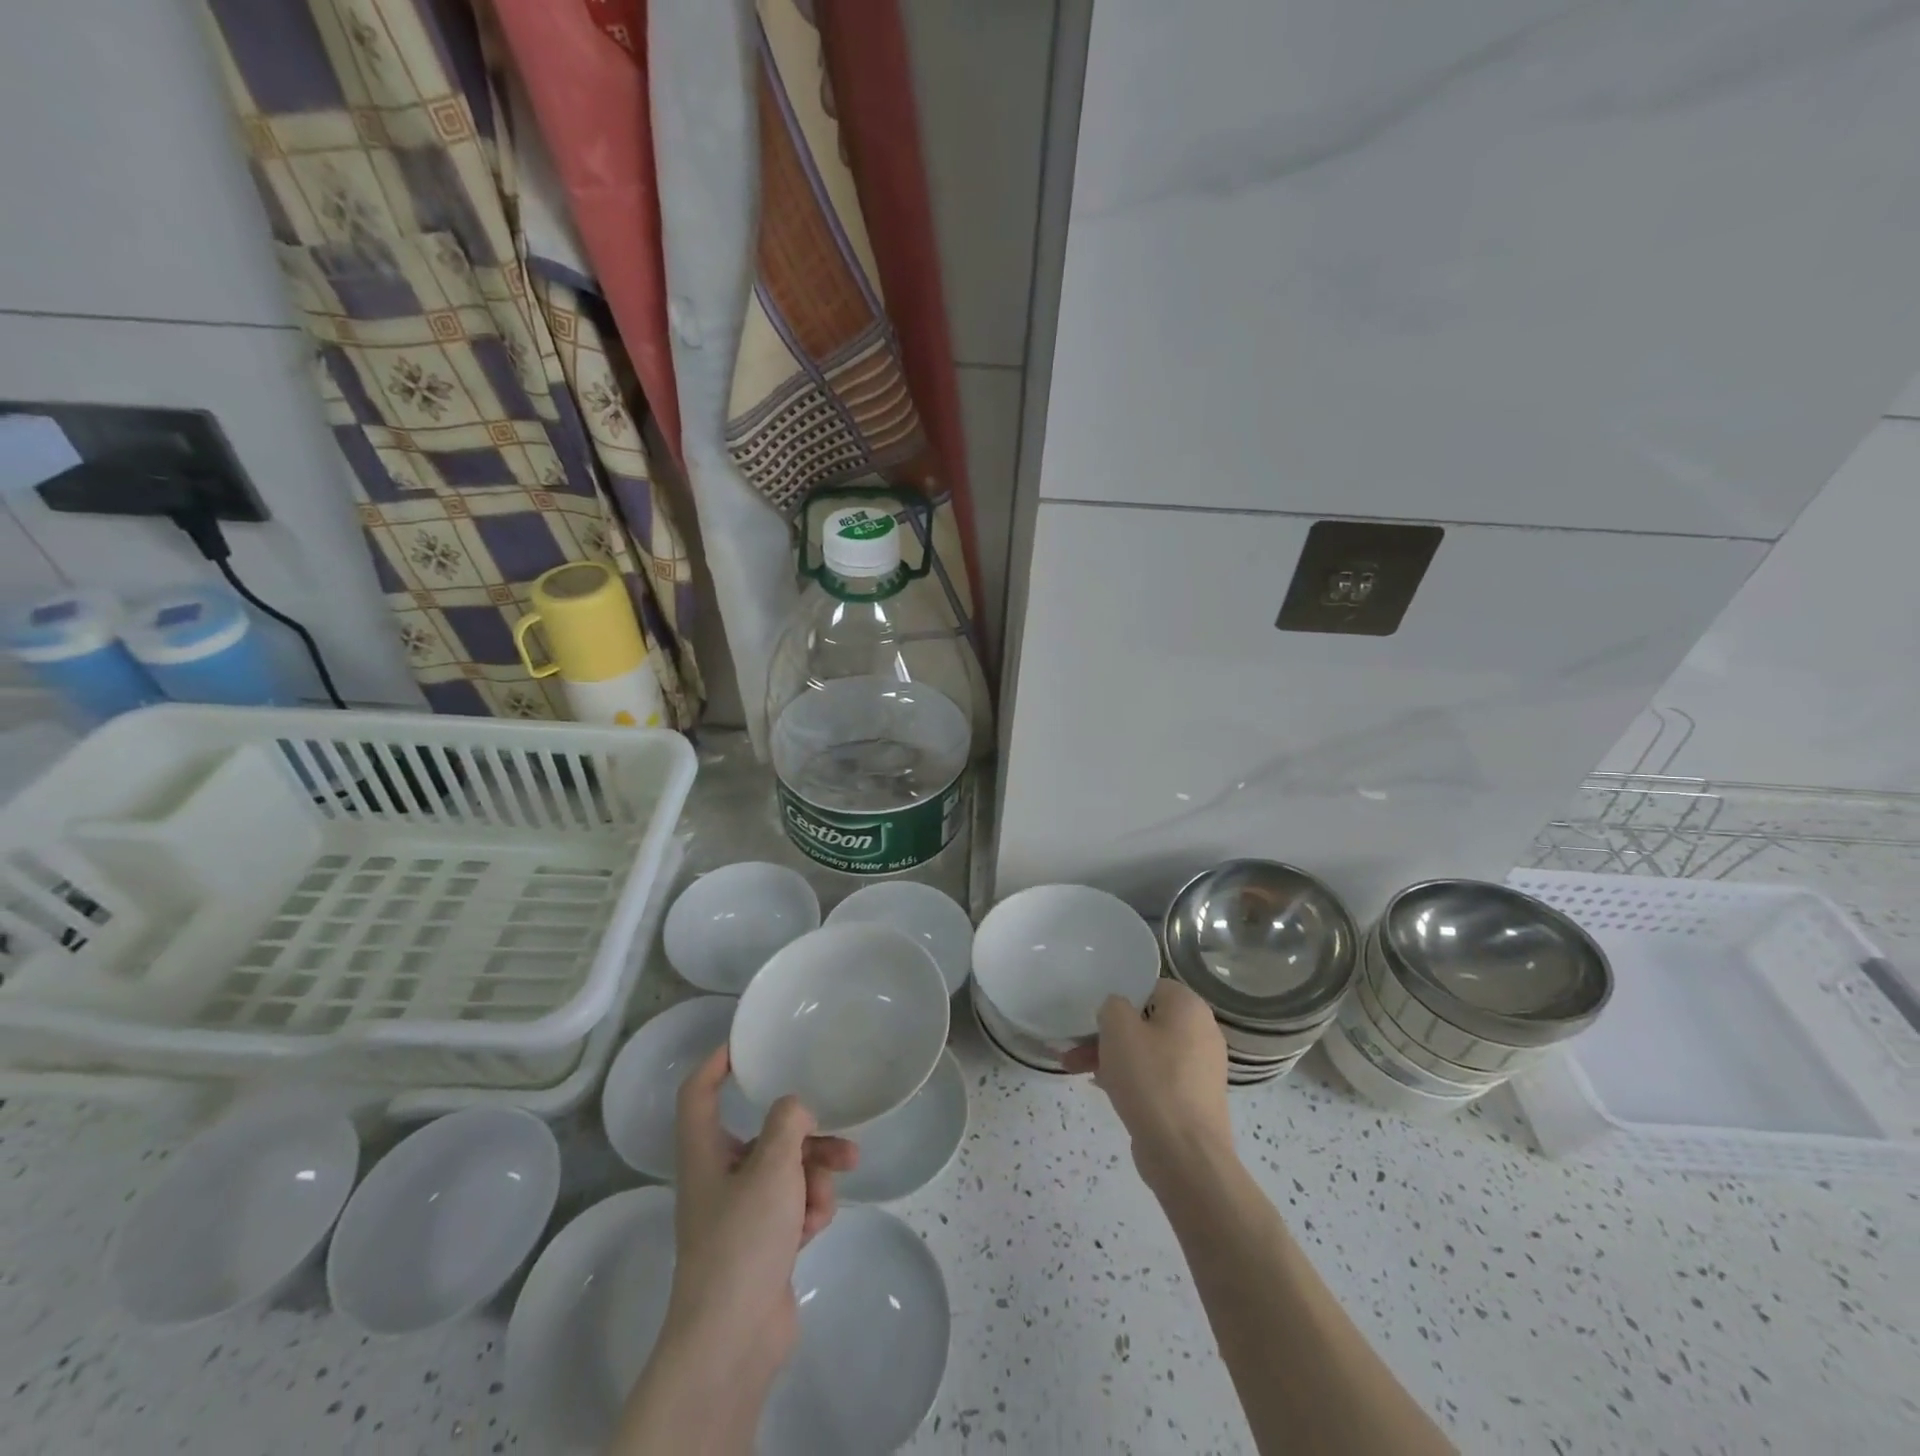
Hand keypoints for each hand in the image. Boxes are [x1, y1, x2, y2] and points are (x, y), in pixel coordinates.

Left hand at [661, 1045, 857, 1388]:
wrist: (734, 1338)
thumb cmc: (743, 1240)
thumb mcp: (771, 1166)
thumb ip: (787, 1122)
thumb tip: (794, 1108)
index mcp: (705, 1154)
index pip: (698, 1094)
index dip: (715, 1063)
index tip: (745, 1045)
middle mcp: (719, 1178)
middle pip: (764, 1135)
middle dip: (806, 1136)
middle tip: (840, 1137)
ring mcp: (741, 1213)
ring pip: (787, 1171)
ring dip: (815, 1176)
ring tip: (831, 1192)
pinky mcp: (763, 1243)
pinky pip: (793, 1206)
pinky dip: (808, 1210)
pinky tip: (814, 1229)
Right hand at [1064, 981, 1233, 1190]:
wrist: (1185, 1156)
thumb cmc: (1151, 1080)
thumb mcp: (1118, 1028)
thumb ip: (1112, 1005)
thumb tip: (1117, 1011)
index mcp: (1189, 1007)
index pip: (1149, 986)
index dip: (1119, 995)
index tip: (1094, 1012)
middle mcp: (1202, 1032)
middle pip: (1145, 1021)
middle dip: (1107, 1033)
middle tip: (1075, 1046)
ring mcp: (1200, 1069)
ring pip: (1147, 1051)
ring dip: (1112, 1056)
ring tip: (1076, 1069)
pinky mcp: (1193, 1099)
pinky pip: (1156, 1077)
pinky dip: (1131, 1079)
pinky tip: (1101, 1087)